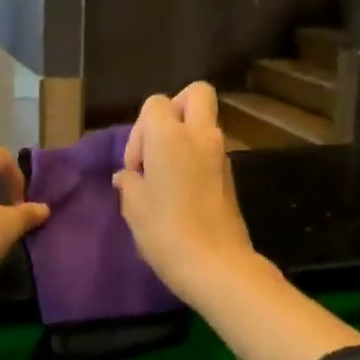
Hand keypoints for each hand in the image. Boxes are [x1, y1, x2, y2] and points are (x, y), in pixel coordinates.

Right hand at [113, 83, 258, 304]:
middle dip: (175, 110)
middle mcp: (200, 136)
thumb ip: (129, 182)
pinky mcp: (230, 176)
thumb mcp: (134, 207)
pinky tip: (180, 193)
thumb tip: (129, 176)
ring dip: (184, 138)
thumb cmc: (165, 231)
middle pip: (196, 93)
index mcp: (171, 136)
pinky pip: (210, 150)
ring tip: (165, 177)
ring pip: (204, 124)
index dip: (140, 130)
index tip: (137, 166)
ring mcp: (221, 155)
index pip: (155, 103)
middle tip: (157, 145)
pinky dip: (195, 159)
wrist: (215, 265)